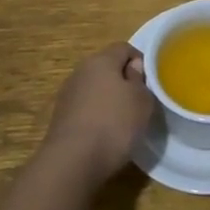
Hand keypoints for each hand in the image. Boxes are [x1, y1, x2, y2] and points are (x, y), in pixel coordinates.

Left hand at [39, 43, 153, 186]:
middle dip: (123, 80)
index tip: (150, 82)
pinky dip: (95, 116)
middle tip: (138, 101)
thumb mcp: (142, 100)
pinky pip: (84, 108)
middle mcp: (81, 71)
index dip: (140, 61)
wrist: (72, 161)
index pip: (124, 48)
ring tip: (122, 122)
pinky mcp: (60, 117)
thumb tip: (132, 68)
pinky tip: (104, 135)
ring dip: (108, 99)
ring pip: (94, 88)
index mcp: (101, 60)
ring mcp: (67, 94)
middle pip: (107, 67)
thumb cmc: (114, 124)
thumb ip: (140, 79)